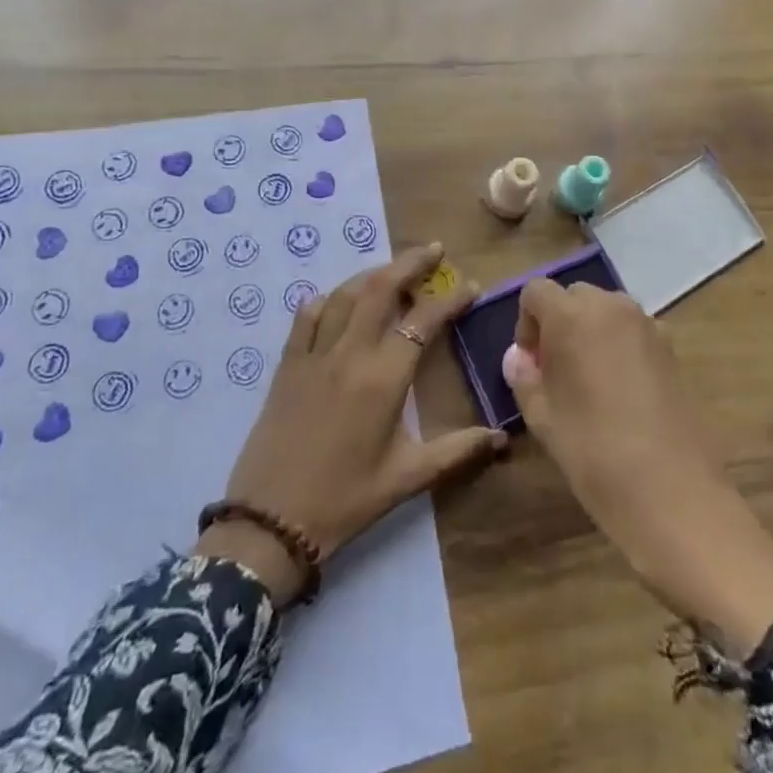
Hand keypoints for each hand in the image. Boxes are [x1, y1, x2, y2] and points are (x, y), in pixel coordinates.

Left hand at [197, 244, 506, 606]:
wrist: (270, 523)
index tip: (469, 287)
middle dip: (410, 263)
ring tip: (393, 269)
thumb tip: (502, 438)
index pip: (423, 321)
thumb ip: (457, 451)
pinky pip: (306, 317)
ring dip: (372, 274)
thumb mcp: (407, 478)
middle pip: (381, 289)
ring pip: (345, 295)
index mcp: (384, 378)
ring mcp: (314, 354)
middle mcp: (350, 353)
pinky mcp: (287, 365)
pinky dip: (326, 300)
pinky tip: (337, 301)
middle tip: (433, 250)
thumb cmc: (346, 500)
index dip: (450, 300)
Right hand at [504, 280, 772, 658]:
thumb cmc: (596, 454)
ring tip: (588, 383)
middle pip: (573, 296)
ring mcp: (648, 325)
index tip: (531, 365)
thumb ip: (525, 378)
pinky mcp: (672, 349)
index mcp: (573, 316)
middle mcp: (612, 307)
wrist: (675, 495)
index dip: (526, 323)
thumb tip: (518, 357)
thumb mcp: (544, 420)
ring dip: (590, 332)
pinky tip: (621, 394)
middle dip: (558, 324)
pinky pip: (633, 331)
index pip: (536, 291)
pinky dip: (619, 346)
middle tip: (555, 374)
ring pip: (606, 311)